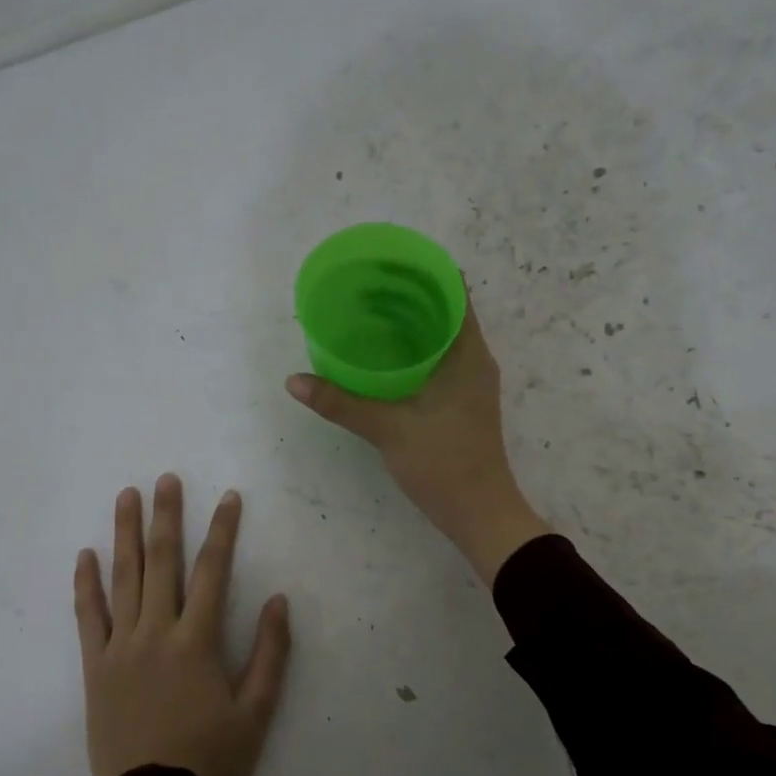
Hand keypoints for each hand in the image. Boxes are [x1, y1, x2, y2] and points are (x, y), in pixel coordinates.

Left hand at [75, 474, 291, 775]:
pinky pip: (87, 617)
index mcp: (196, 641)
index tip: (229, 498)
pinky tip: (85, 556)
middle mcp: (156, 632)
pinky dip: (86, 585)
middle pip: (162, 562)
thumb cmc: (209, 758)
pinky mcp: (94, 666)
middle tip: (166, 479)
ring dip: (126, 535)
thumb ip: (270, 654)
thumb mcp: (256, 712)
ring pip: (123, 579)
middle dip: (167, 516)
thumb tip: (279, 601)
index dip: (223, 531)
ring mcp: (120, 647)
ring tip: (127, 497)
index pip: (213, 572)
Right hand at [286, 297, 549, 584]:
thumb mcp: (388, 429)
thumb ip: (341, 403)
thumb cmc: (443, 463)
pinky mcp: (463, 403)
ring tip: (370, 312)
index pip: (454, 293)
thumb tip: (294, 381)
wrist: (480, 514)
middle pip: (446, 311)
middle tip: (367, 284)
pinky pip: (439, 360)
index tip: (388, 261)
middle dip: (410, 294)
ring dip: (412, 322)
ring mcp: (471, 383)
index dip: (424, 271)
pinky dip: (414, 349)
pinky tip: (384, 358)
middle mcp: (475, 361)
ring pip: (442, 337)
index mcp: (468, 354)